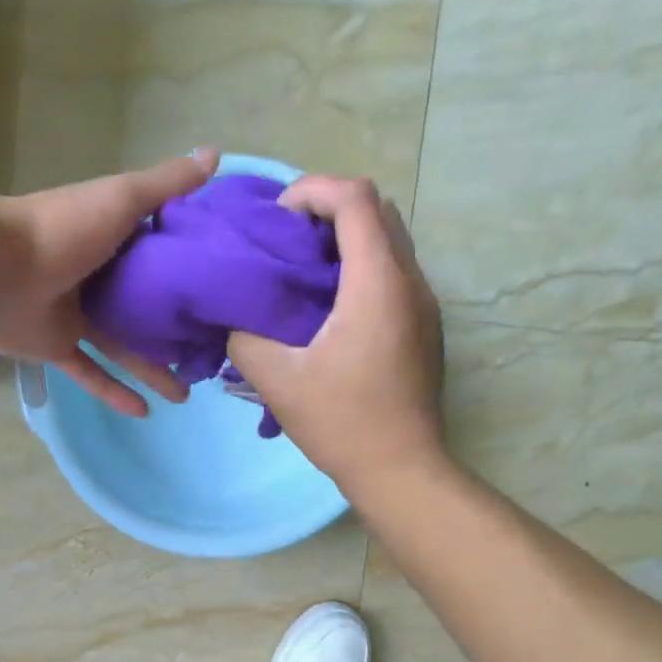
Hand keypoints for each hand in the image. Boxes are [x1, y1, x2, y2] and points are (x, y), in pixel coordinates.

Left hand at [0, 150, 218, 415]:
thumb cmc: (63, 229)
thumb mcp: (122, 199)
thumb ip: (166, 185)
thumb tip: (215, 154)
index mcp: (112, 239)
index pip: (158, 257)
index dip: (189, 274)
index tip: (221, 295)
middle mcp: (96, 277)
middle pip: (143, 309)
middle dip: (173, 332)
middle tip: (207, 354)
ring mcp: (75, 315)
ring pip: (122, 347)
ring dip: (151, 370)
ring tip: (184, 393)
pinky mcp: (57, 347)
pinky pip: (90, 373)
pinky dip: (113, 391)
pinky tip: (144, 411)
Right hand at [226, 176, 444, 492]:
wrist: (401, 470)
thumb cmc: (342, 424)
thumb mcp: (279, 382)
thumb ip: (246, 339)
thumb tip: (236, 318)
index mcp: (377, 283)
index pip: (355, 198)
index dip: (312, 191)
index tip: (277, 221)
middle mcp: (410, 282)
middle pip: (378, 211)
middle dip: (329, 212)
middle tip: (289, 245)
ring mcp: (424, 306)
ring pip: (390, 242)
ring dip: (348, 242)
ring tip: (305, 276)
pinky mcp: (425, 329)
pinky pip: (396, 275)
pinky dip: (362, 271)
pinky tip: (331, 311)